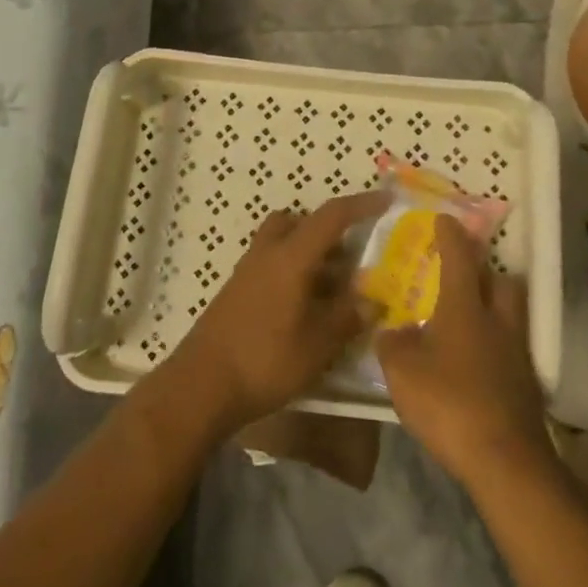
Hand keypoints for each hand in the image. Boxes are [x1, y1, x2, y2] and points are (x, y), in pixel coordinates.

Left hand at [169, 191, 383, 433]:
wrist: (201, 385)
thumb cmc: (265, 359)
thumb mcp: (317, 345)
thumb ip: (347, 318)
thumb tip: (373, 301)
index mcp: (292, 256)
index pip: (332, 216)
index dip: (361, 205)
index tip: (385, 201)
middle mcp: (269, 252)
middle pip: (301, 221)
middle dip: (329, 231)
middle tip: (353, 256)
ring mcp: (248, 270)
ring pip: (284, 241)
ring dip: (310, 252)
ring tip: (334, 288)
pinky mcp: (238, 290)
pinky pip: (272, 263)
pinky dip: (293, 272)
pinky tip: (306, 308)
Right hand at [377, 214, 552, 493]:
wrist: (505, 460)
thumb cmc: (449, 403)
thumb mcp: (402, 372)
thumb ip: (392, 344)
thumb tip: (390, 330)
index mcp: (465, 305)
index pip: (459, 255)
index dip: (450, 234)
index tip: (443, 219)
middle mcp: (497, 318)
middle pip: (500, 279)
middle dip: (484, 270)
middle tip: (463, 274)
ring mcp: (517, 351)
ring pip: (510, 313)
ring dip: (494, 307)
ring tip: (469, 319)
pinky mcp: (527, 383)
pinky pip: (511, 347)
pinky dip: (496, 346)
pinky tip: (477, 363)